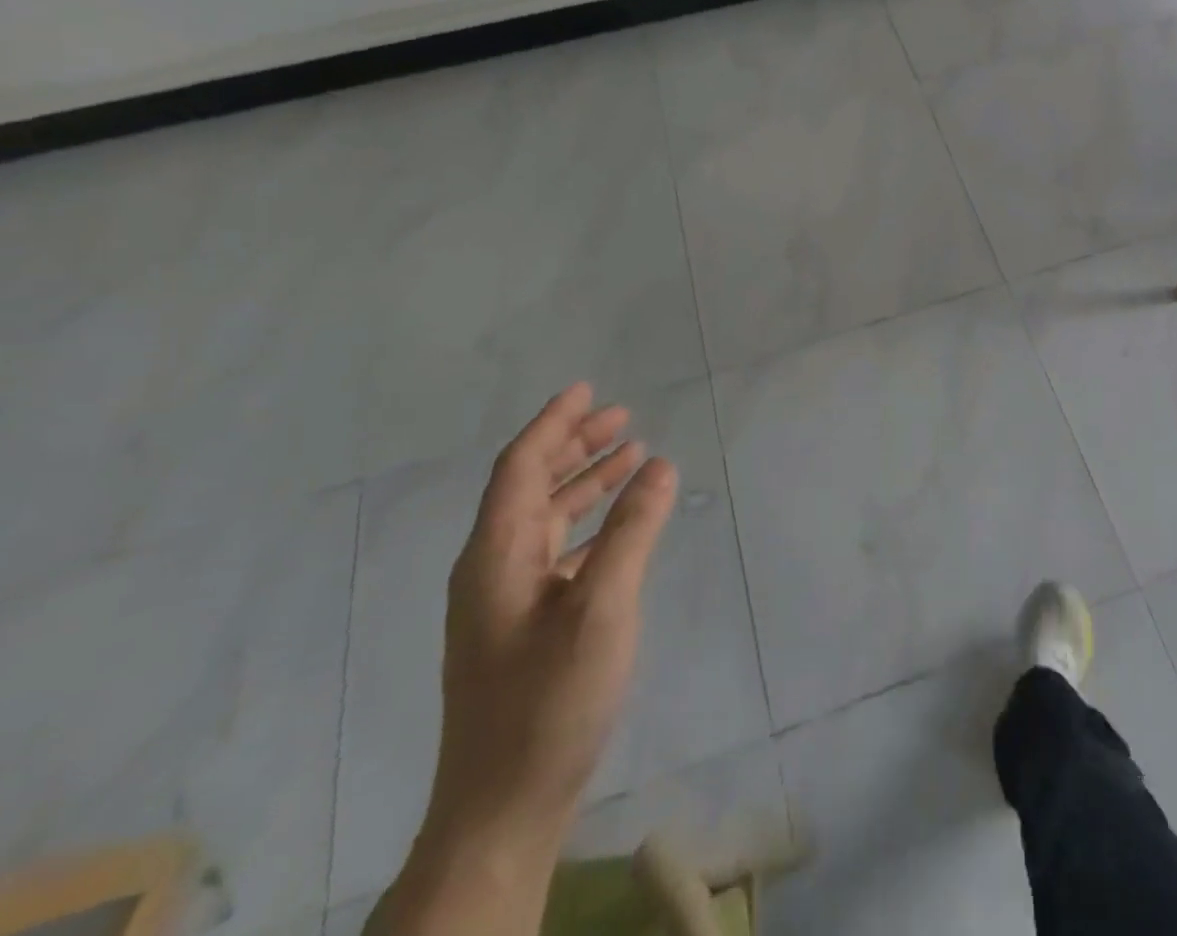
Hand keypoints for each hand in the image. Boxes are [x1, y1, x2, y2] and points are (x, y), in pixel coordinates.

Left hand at [427, 383, 679, 846]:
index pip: (520, 467)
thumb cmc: (549, 700)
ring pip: (545, 519)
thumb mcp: (602, 607)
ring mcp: (505, 601)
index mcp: (495, 555)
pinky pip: (557, 551)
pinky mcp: (523, 628)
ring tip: (631, 455)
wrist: (501, 810)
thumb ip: (633, 531)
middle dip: (574, 445)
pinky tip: (620, 525)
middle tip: (622, 416)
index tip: (588, 389)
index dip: (554, 423)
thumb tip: (661, 465)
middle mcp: (492, 569)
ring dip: (584, 482)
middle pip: (530, 486)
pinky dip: (589, 524)